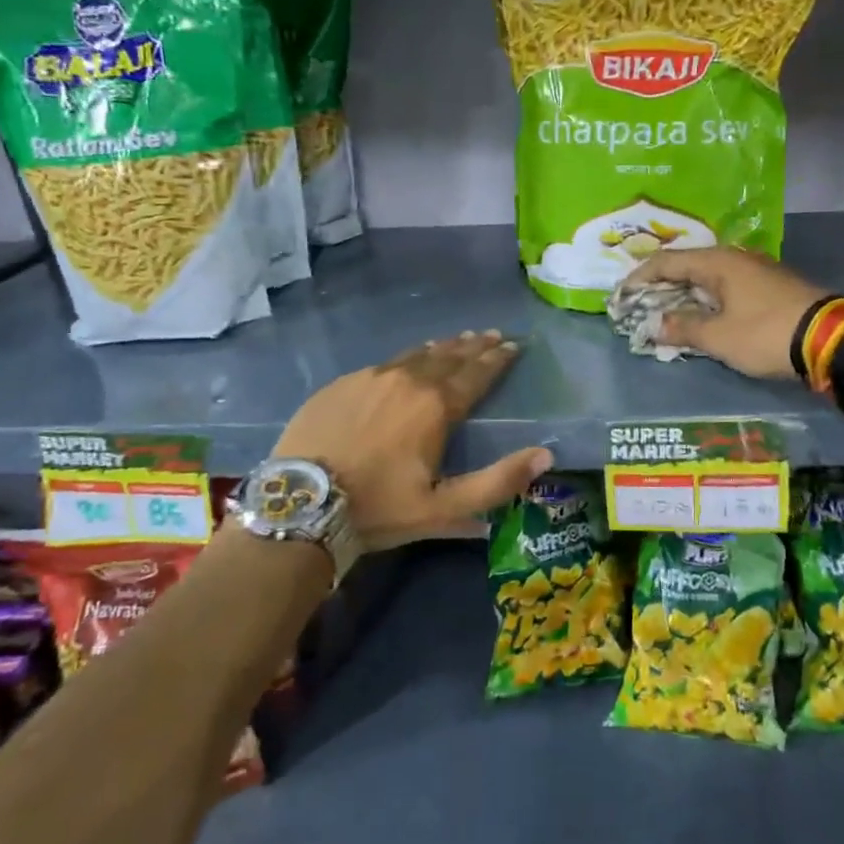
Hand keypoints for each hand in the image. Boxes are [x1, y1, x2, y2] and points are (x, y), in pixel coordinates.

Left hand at [269, 330, 551, 550]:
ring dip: (443, 347)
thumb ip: (498, 482)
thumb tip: (546, 455)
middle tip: (493, 335)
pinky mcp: (341, 384)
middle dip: (475, 346)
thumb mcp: (444, 508)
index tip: (514, 345)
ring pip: (416, 355)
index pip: (476, 374)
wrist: (298, 504)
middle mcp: (407, 380)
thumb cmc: (378, 508)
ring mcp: (370, 378)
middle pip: (449, 356)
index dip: (498, 359)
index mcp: (436, 406)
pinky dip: (407, 358)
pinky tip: (408, 361)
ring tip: (459, 339)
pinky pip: (384, 363)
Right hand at [620, 247, 825, 379]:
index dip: (640, 278)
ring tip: (665, 313)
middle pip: (687, 266)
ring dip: (685, 295)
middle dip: (661, 287)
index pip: (667, 262)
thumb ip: (683, 328)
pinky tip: (702, 316)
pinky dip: (707, 300)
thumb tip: (655, 325)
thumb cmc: (766, 333)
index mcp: (718, 262)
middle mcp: (735, 258)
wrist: (830, 339)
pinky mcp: (771, 286)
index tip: (621, 295)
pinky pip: (727, 288)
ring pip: (708, 278)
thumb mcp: (719, 337)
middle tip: (639, 305)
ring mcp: (756, 270)